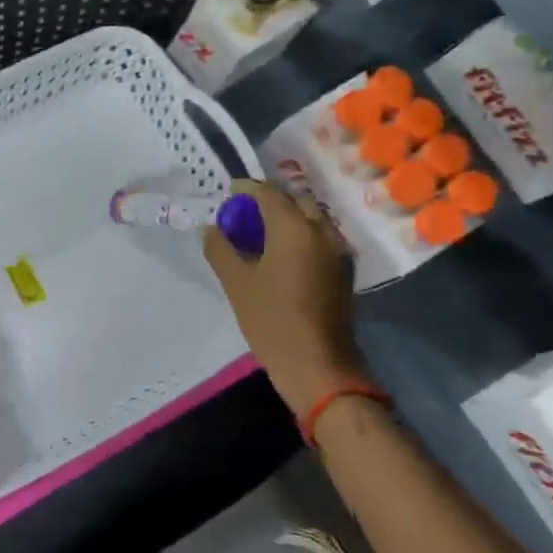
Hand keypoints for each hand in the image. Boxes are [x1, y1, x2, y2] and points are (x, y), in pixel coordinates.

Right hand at [203, 179, 368, 413]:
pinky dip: (299, 234)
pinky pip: (319, 237)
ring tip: (259, 234)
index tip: (227, 194)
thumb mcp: (236, 283)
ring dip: (286, 217)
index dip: (245, 190)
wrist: (316, 363)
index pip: (268, 193)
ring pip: (310, 218)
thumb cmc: (271, 320)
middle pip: (295, 200)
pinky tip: (279, 253)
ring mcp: (336, 250)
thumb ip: (220, 249)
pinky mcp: (341, 269)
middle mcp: (321, 230)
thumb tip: (210, 228)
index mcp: (294, 228)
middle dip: (269, 201)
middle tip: (243, 215)